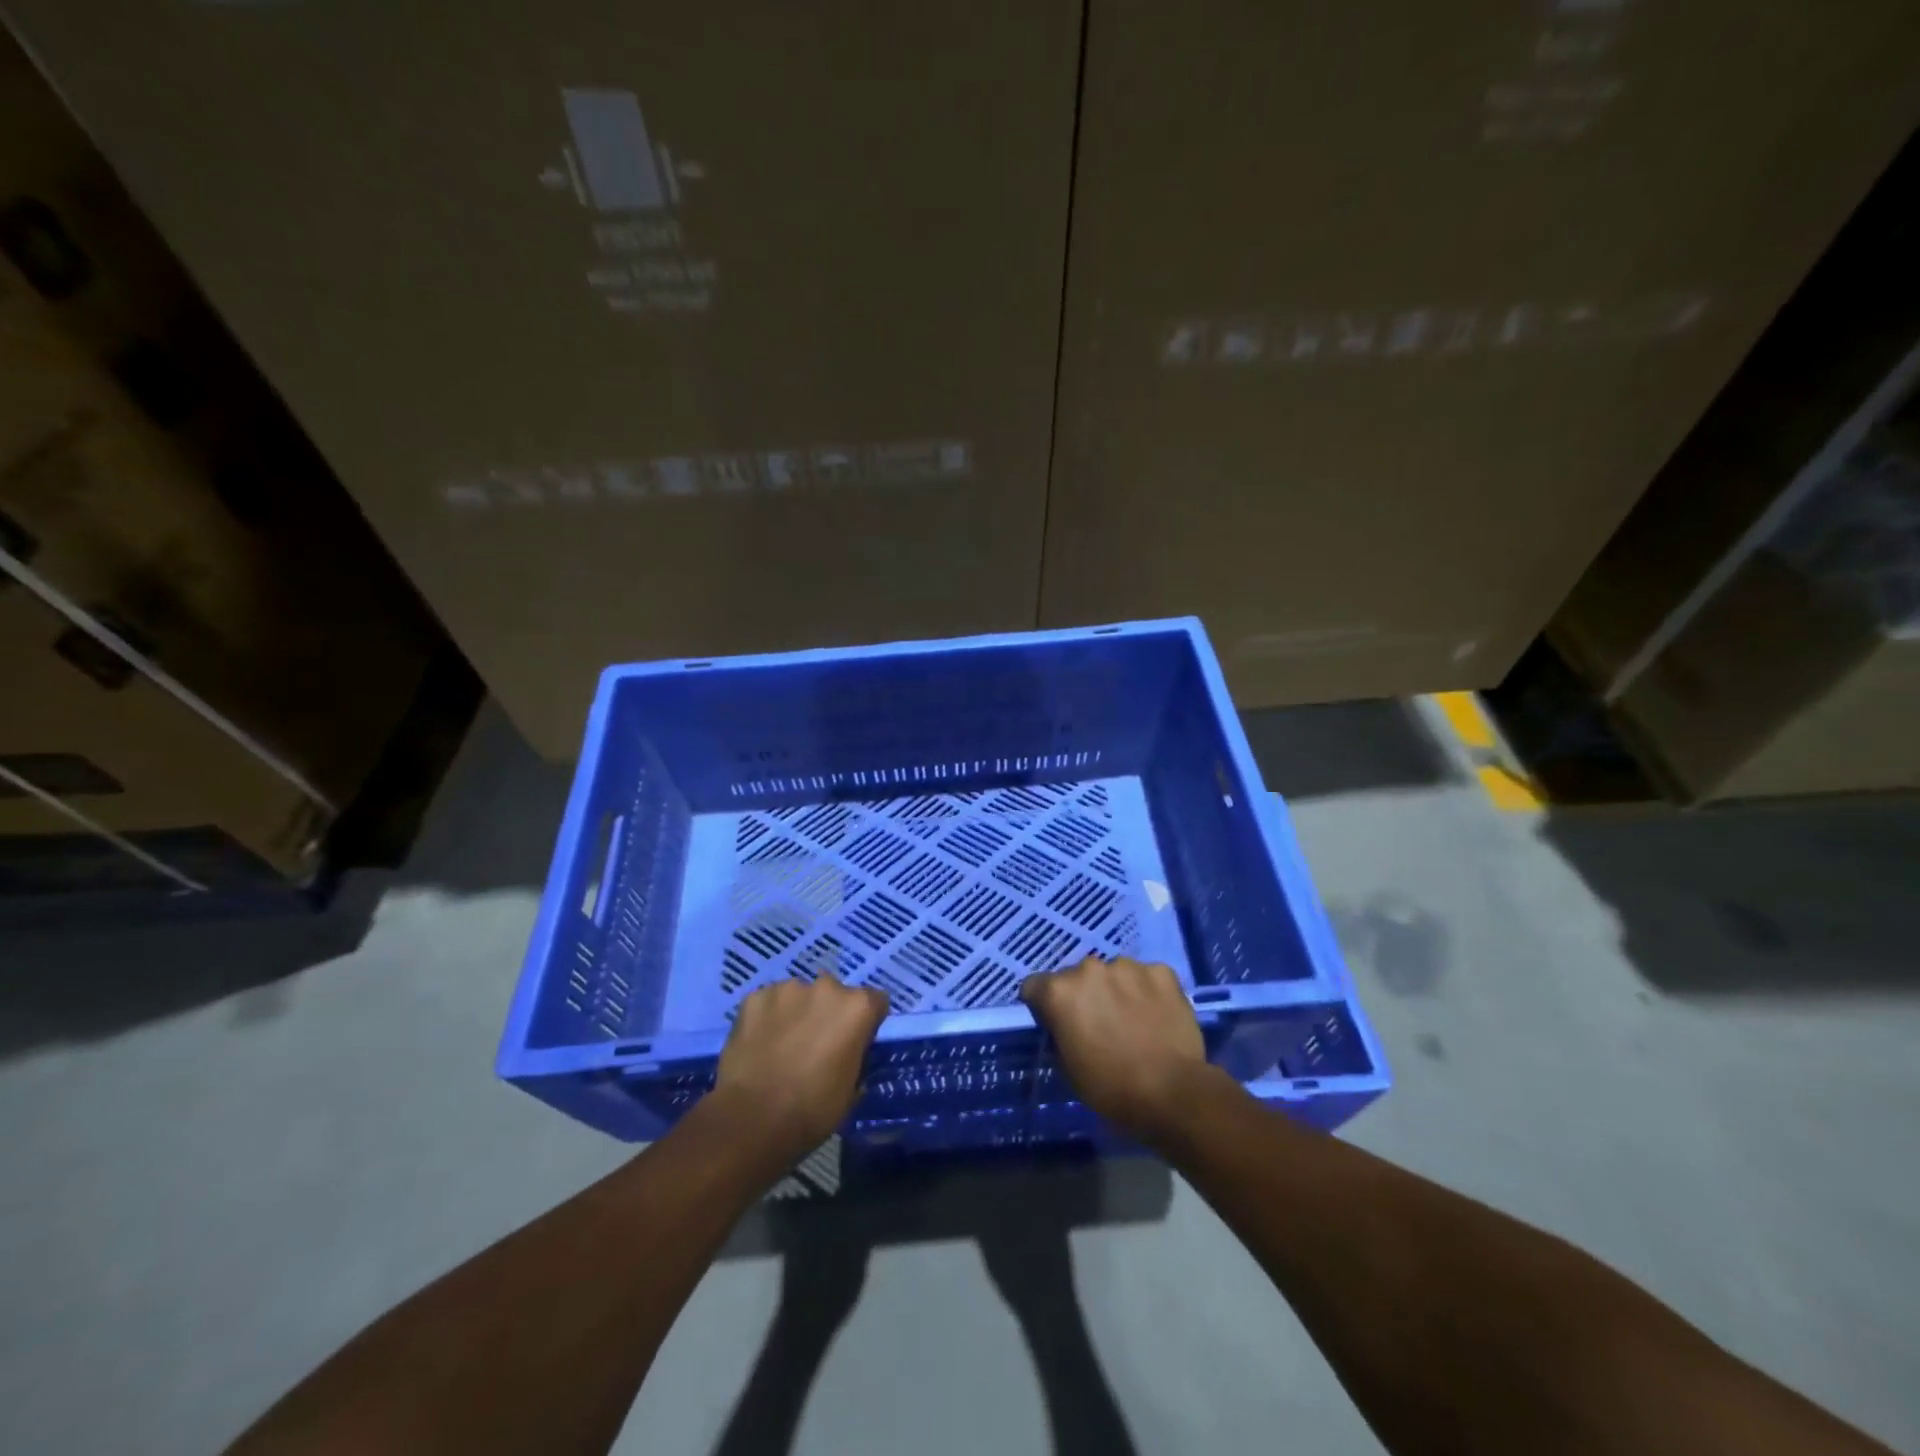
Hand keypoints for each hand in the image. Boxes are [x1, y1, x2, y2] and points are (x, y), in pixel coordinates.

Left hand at [714, 974, 887, 1156]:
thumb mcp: (851, 1089)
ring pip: (799, 996)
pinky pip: (768, 1003)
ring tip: (782, 1047)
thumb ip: (855, 1058)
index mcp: (857, 1007)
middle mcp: (826, 987)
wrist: (753, 1119)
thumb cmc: (812, 1110)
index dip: (866, 1023)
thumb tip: (849, 1053)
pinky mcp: (755, 997)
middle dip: (829, 1014)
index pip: (874, 1001)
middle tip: (815, 1046)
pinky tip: (759, 1045)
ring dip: (797, 1013)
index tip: (854, 1043)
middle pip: (835, 994)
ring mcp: (788, 989)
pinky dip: (767, 1018)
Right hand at [1021, 955, 1213, 1142]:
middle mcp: (1089, 968)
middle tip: (1099, 1023)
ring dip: (1116, 990)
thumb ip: (1059, 1033)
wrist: (1172, 1092)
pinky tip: (1156, 1015)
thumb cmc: (1111, 1088)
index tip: (1056, 1023)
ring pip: (1113, 973)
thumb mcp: (1068, 1067)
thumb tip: (1063, 1025)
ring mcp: (1127, 966)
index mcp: (1059, 992)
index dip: (1043, 1006)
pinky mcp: (1161, 971)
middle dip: (1083, 995)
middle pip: (1076, 977)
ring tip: (1132, 1020)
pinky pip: (1146, 977)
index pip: (1034, 986)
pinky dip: (1147, 991)